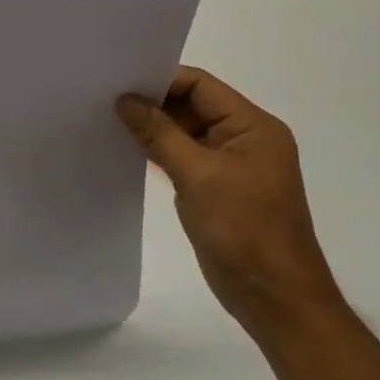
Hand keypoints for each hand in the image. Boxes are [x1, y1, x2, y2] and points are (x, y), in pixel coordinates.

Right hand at [117, 68, 344, 341]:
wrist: (274, 298)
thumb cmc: (244, 230)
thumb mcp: (198, 175)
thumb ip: (159, 133)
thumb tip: (124, 100)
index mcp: (253, 126)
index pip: (201, 85)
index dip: (161, 80)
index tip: (118, 82)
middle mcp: (244, 139)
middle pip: (192, 105)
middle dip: (152, 103)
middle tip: (104, 99)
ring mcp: (230, 165)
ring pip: (184, 132)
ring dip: (152, 129)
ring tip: (107, 121)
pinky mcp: (216, 189)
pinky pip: (183, 158)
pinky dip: (158, 153)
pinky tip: (126, 151)